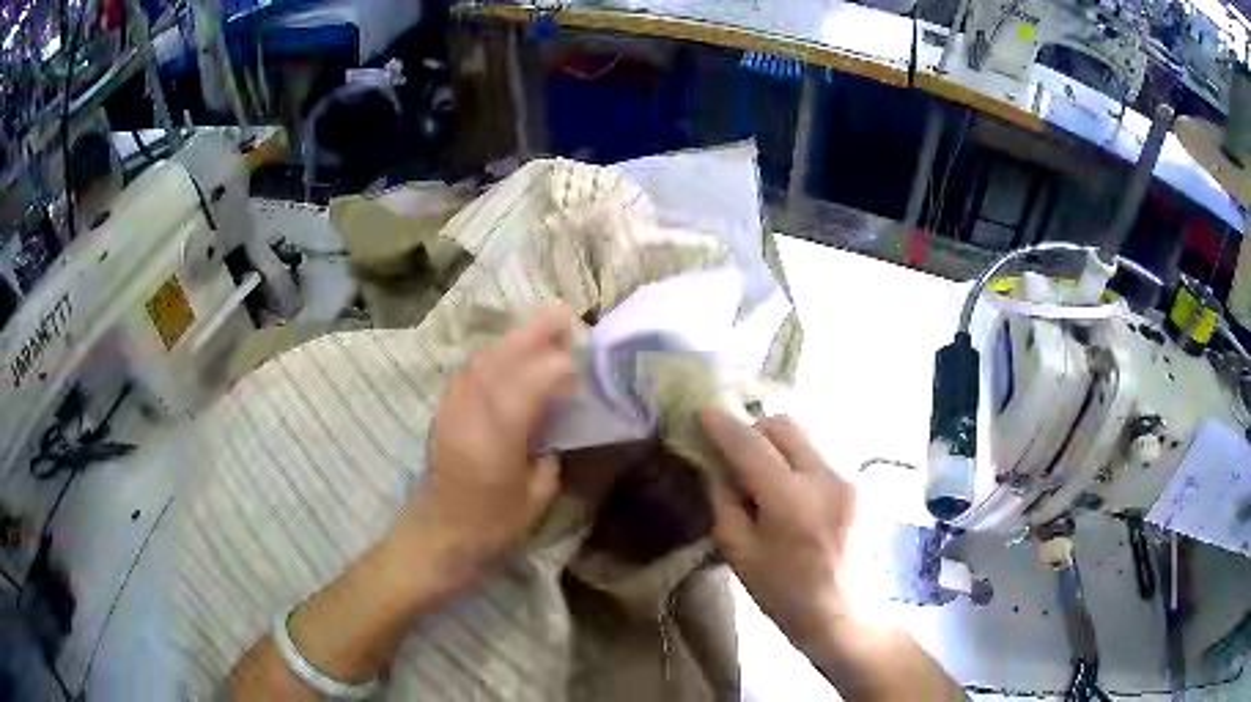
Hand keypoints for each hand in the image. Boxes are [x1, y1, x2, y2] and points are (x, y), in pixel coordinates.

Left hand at [394, 304, 576, 592]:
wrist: (435, 540)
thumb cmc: (490, 529)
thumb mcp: (535, 499)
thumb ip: (547, 455)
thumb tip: (551, 426)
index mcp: (497, 438)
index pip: (528, 383)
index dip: (555, 365)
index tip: (578, 361)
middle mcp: (470, 413)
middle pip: (501, 359)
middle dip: (532, 333)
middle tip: (562, 314)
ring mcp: (452, 410)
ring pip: (482, 360)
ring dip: (511, 342)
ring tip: (539, 334)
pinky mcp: (443, 414)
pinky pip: (470, 373)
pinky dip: (493, 359)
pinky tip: (507, 363)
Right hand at [701, 410, 855, 648]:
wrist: (842, 613)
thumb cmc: (783, 592)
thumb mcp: (739, 552)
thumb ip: (724, 500)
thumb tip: (716, 464)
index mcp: (791, 502)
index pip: (752, 446)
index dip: (725, 426)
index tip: (705, 412)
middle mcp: (826, 478)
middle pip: (786, 426)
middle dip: (755, 428)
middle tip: (735, 449)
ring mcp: (849, 478)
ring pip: (806, 437)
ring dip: (778, 443)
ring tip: (764, 472)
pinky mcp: (860, 484)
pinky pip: (821, 455)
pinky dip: (798, 459)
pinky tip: (792, 490)